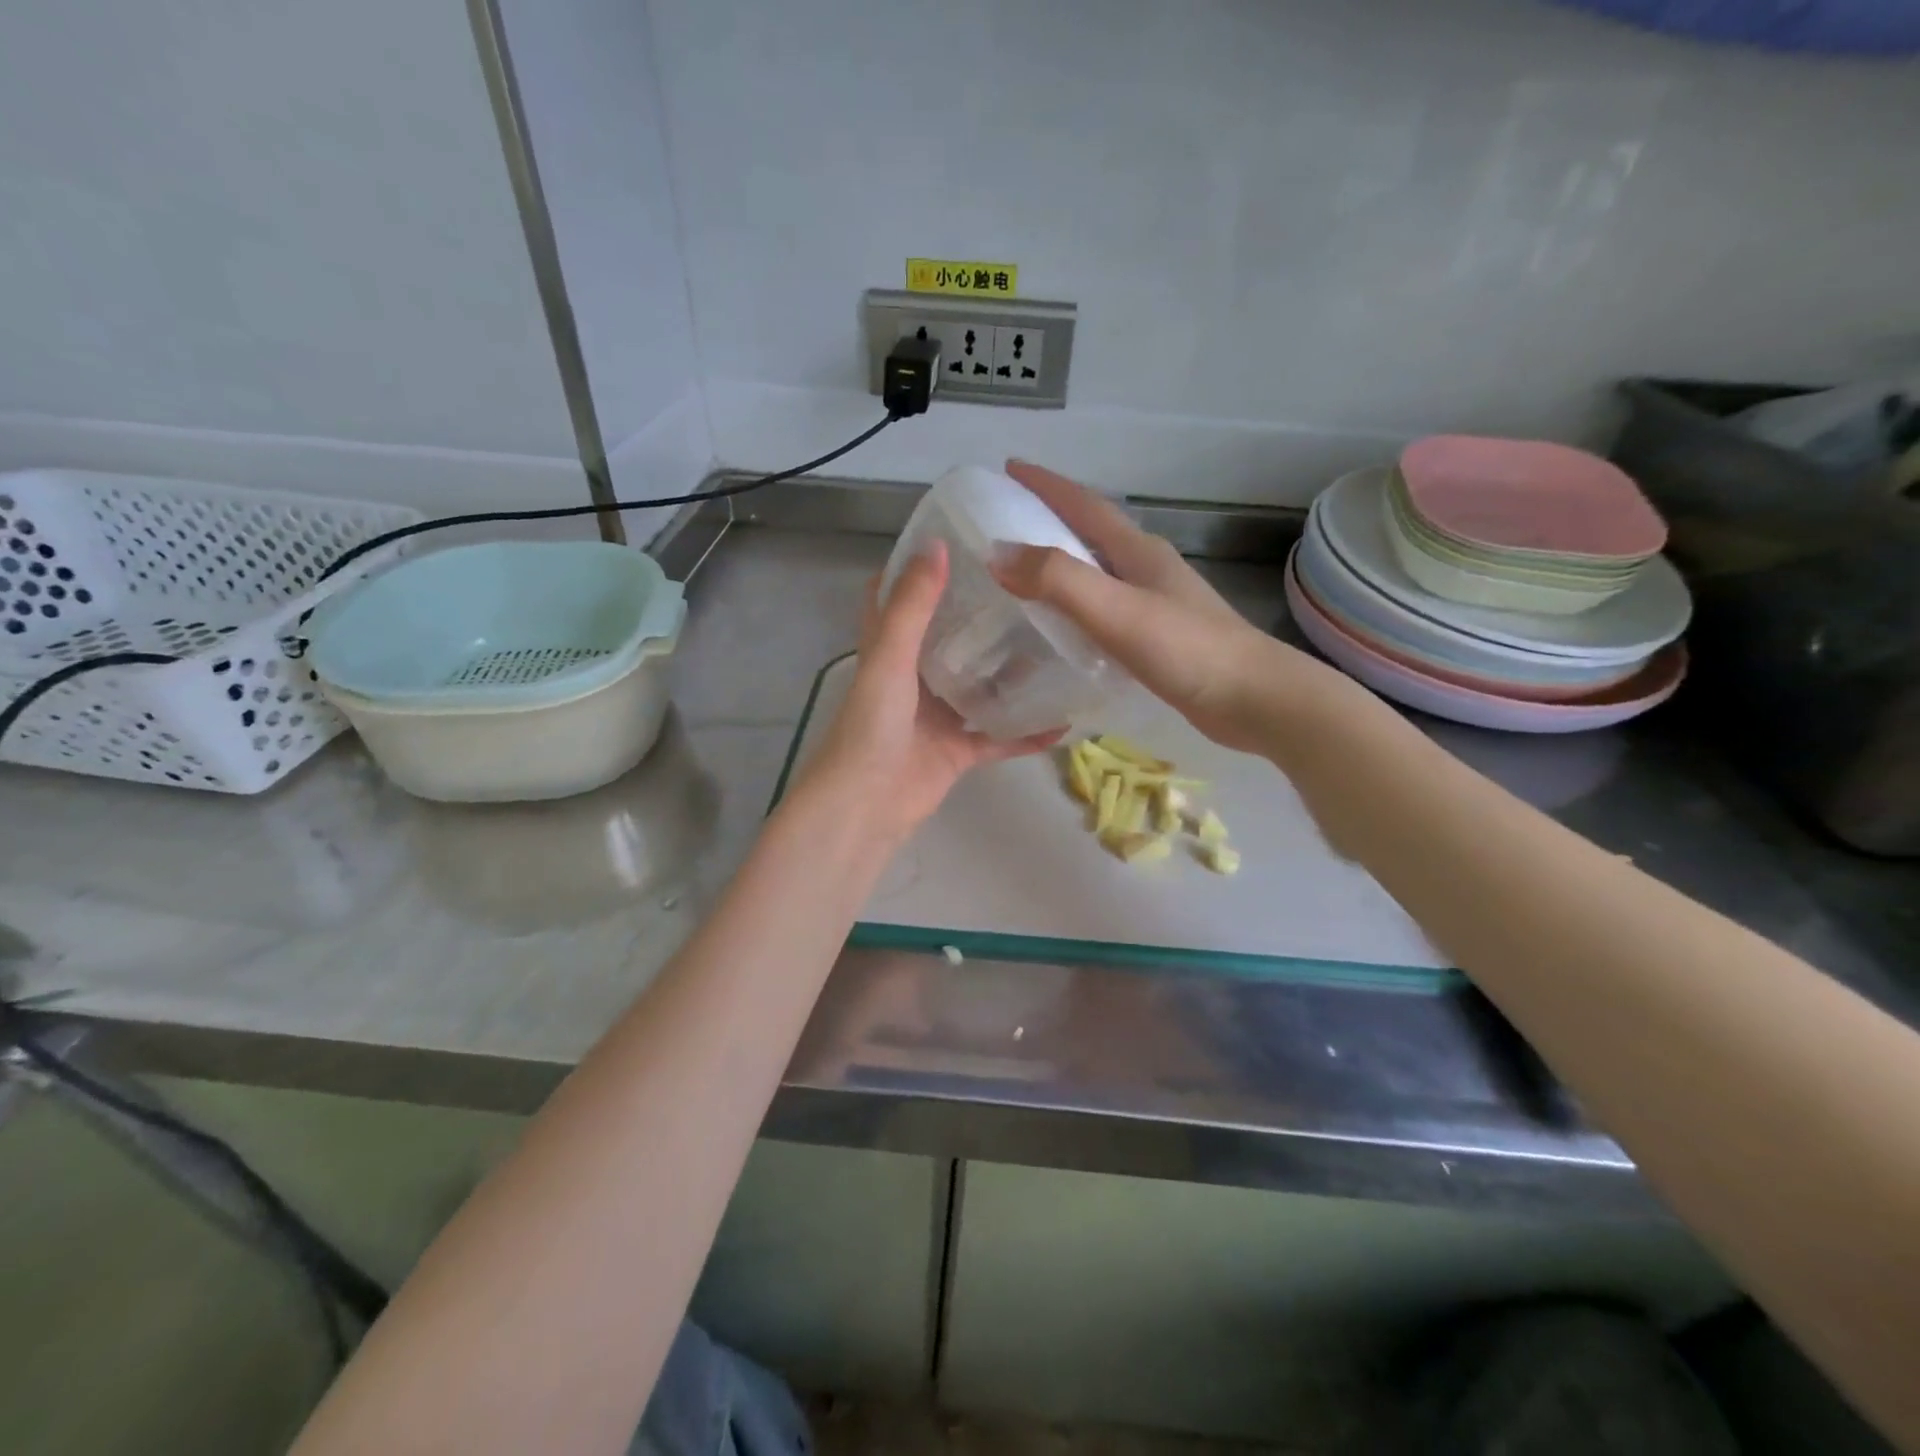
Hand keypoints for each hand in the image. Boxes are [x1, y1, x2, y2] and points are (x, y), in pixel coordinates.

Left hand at [800, 539, 1060, 845]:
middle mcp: (914, 678)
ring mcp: (938, 716)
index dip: (920, 569)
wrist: (866, 804)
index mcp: (890, 650)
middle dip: (983, 616)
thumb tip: (937, 542)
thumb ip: (913, 605)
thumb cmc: (872, 725)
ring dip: (1012, 673)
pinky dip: (1027, 732)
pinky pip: (999, 737)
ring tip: (1058, 643)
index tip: (961, 540)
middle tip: (1032, 589)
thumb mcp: (890, 657)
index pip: (899, 598)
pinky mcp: (957, 751)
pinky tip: (1064, 720)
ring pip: (981, 687)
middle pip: (951, 640)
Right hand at [991, 459, 1347, 753]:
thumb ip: (1058, 580)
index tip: (1010, 467)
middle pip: (1092, 532)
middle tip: (1007, 521)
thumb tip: (997, 553)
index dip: (1047, 484)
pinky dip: (1077, 604)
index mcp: (1137, 550)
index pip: (1084, 505)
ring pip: (1099, 570)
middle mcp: (1147, 567)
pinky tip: (1064, 625)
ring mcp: (1157, 601)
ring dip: (1063, 562)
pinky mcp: (1159, 635)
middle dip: (1050, 519)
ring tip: (1024, 572)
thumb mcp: (1116, 610)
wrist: (1252, 699)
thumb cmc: (1186, 649)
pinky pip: (1105, 606)